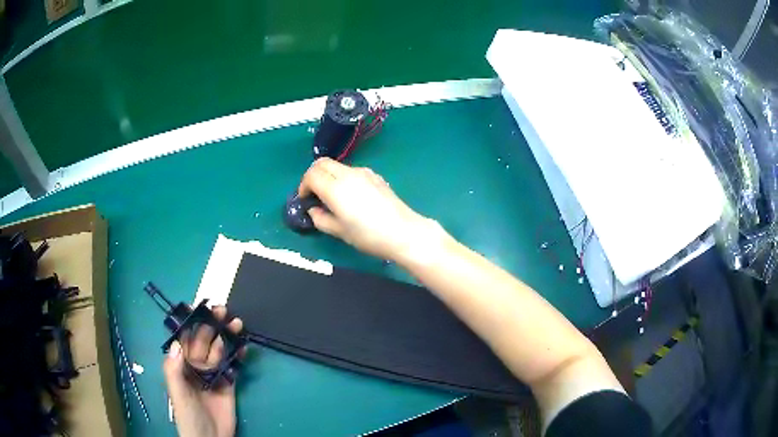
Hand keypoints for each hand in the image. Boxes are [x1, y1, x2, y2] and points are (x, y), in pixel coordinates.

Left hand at [163, 306, 243, 436]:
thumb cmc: (188, 414)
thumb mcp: (177, 392)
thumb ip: (174, 369)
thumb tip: (176, 343)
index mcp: (181, 364)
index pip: (185, 338)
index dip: (191, 321)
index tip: (198, 305)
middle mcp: (196, 365)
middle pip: (205, 340)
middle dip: (212, 324)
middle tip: (223, 310)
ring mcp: (214, 374)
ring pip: (220, 349)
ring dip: (227, 335)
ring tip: (237, 323)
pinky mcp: (229, 383)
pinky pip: (233, 365)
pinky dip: (238, 355)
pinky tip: (243, 347)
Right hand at [299, 158, 442, 261]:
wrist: (404, 232)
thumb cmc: (369, 235)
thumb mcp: (339, 232)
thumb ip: (320, 219)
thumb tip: (313, 211)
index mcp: (335, 187)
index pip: (311, 175)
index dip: (303, 186)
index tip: (305, 200)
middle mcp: (348, 174)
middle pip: (322, 163)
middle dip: (313, 176)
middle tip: (313, 194)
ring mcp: (364, 173)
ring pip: (337, 166)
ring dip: (328, 176)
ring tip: (332, 197)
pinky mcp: (375, 176)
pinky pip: (352, 171)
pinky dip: (342, 178)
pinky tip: (350, 197)